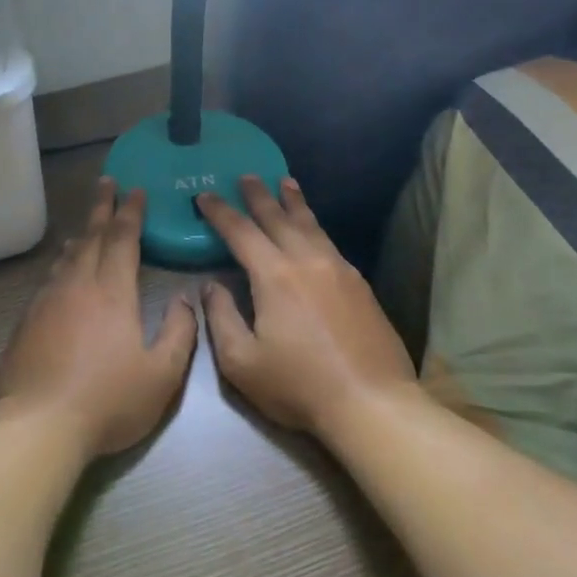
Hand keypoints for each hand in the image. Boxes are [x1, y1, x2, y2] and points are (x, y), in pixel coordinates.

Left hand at [0, 178, 199, 456]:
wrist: (37, 426)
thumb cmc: (107, 401)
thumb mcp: (161, 375)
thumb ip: (180, 333)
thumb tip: (187, 300)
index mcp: (112, 292)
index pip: (122, 238)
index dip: (130, 212)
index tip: (135, 189)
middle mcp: (77, 285)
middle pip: (91, 236)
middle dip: (102, 208)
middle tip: (107, 183)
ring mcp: (46, 302)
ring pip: (67, 257)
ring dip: (82, 235)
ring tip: (88, 226)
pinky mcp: (26, 322)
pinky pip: (49, 279)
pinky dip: (62, 264)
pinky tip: (62, 272)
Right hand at [197, 178, 416, 438]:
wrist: (371, 402)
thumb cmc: (298, 385)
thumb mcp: (241, 361)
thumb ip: (220, 317)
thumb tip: (210, 286)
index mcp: (275, 275)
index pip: (241, 232)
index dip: (220, 212)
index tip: (205, 195)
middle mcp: (308, 261)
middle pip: (278, 218)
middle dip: (258, 195)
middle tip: (246, 175)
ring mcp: (339, 269)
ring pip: (311, 225)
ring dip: (294, 203)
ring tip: (285, 183)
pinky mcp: (359, 284)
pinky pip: (329, 242)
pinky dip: (315, 226)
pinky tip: (313, 231)